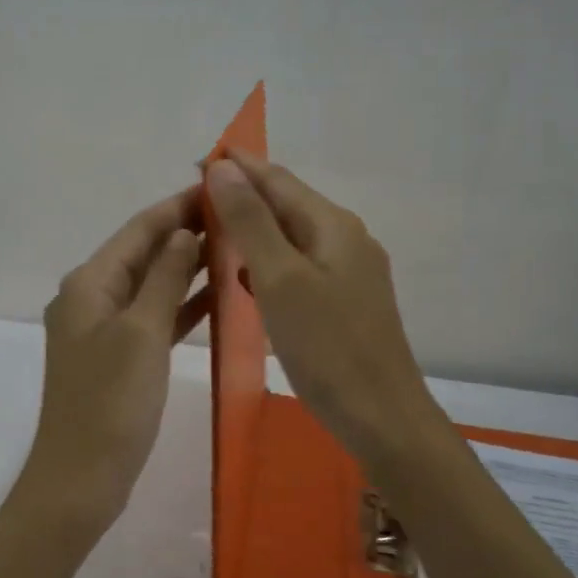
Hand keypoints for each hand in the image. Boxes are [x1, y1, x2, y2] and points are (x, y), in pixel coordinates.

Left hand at [20, 185, 210, 529]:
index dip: (178, 206)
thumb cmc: (111, 403)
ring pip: (152, 285)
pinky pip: (154, 318)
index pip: (139, 229)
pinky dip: (181, 305)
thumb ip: (164, 278)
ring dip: (187, 267)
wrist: (81, 478)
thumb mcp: (142, 333)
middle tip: (238, 215)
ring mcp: (105, 329)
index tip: (219, 185)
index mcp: (89, 283)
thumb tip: (183, 232)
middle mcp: (92, 298)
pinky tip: (217, 298)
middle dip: (185, 232)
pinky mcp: (119, 357)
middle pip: (144, 253)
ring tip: (236, 248)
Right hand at [205, 151, 445, 468]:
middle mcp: (346, 239)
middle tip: (195, 201)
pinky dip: (268, 264)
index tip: (196, 161)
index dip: (237, 167)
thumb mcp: (280, 279)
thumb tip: (224, 168)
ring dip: (254, 231)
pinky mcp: (345, 303)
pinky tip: (248, 280)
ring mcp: (350, 272)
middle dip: (243, 196)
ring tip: (213, 235)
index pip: (277, 179)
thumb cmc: (327, 347)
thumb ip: (251, 222)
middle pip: (287, 205)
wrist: (381, 416)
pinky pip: (299, 268)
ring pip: (292, 238)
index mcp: (333, 225)